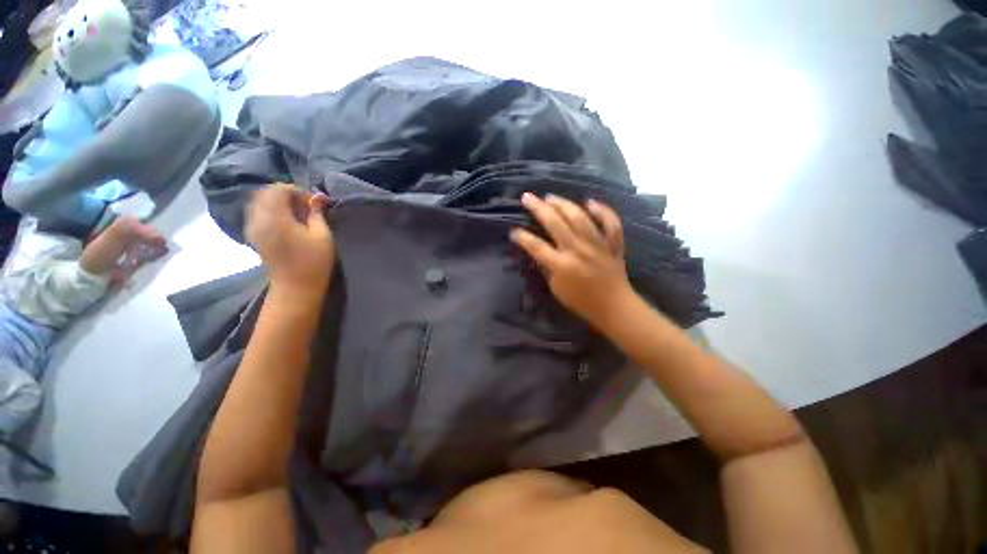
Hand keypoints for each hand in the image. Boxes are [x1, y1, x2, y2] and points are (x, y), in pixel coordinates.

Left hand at [246, 184, 333, 298]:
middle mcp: (258, 219)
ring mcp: (253, 227)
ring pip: (259, 202)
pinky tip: (287, 221)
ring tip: (297, 213)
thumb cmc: (313, 262)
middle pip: (265, 193)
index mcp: (275, 218)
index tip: (312, 202)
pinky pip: (257, 212)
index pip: (278, 190)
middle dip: (286, 194)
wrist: (295, 287)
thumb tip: (318, 196)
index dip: (296, 191)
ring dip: (277, 201)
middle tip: (305, 206)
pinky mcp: (253, 235)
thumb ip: (317, 213)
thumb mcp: (322, 235)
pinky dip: (271, 210)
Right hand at [510, 193, 635, 332]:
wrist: (614, 307)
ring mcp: (597, 244)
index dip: (523, 238)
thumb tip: (540, 252)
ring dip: (563, 204)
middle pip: (555, 223)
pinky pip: (610, 223)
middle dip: (538, 208)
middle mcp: (578, 250)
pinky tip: (590, 202)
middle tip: (527, 197)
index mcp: (562, 265)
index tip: (513, 231)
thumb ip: (547, 269)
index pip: (537, 246)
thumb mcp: (556, 289)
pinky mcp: (612, 244)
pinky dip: (602, 211)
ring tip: (550, 197)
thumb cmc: (581, 302)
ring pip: (579, 217)